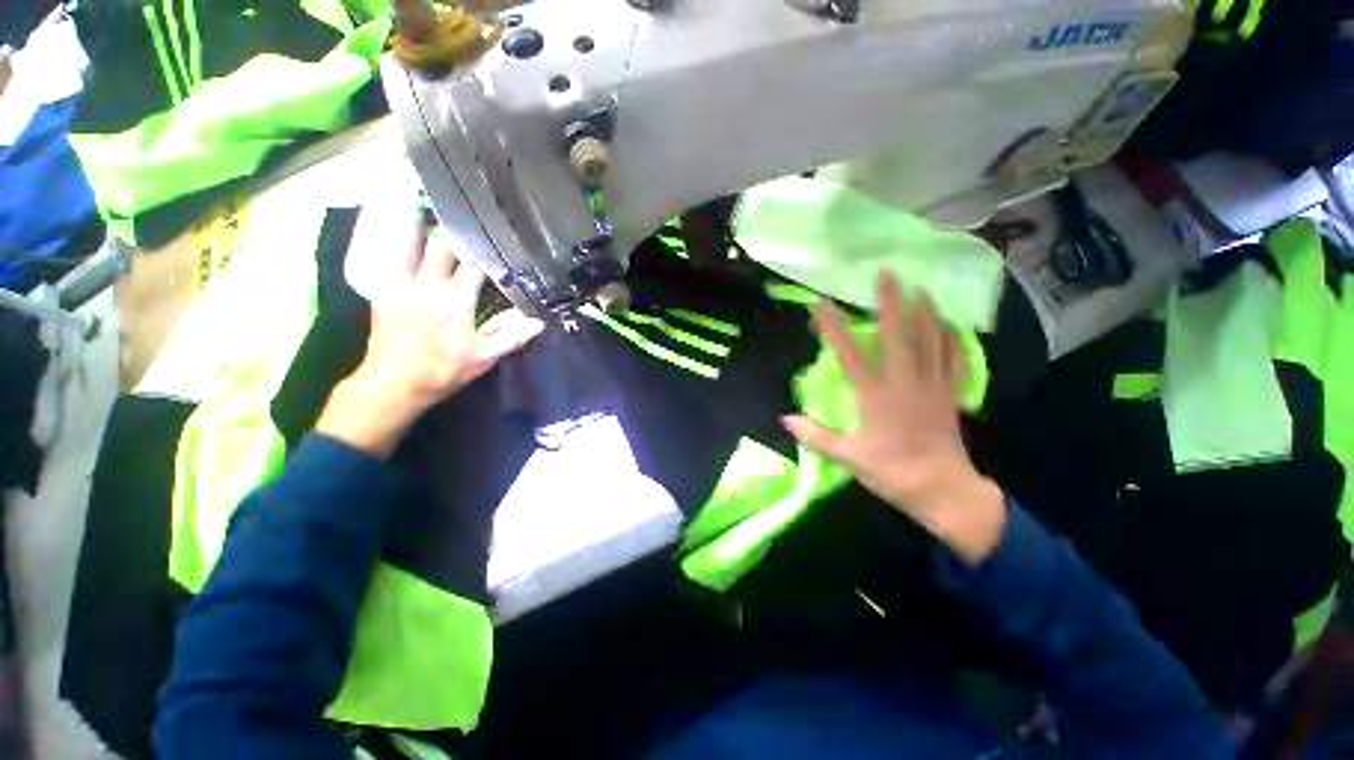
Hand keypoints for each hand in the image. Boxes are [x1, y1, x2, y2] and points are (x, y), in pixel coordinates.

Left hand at [318, 223, 544, 456]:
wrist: (393, 384)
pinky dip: (394, 239)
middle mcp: (428, 285)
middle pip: (443, 247)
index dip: (488, 253)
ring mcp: (401, 284)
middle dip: (455, 231)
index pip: (475, 267)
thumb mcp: (484, 358)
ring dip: (417, 221)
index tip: (499, 240)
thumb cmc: (443, 371)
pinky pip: (388, 257)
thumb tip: (540, 323)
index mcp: (456, 300)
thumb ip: (512, 337)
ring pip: (409, 243)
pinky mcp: (382, 290)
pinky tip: (395, 224)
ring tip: (420, 195)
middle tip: (464, 211)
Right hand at [782, 273, 1005, 563]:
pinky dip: (952, 339)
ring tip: (920, 287)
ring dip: (924, 311)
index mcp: (875, 395)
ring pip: (931, 339)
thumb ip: (814, 435)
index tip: (822, 303)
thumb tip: (785, 419)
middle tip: (886, 273)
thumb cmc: (890, 472)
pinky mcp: (950, 394)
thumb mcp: (846, 456)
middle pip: (899, 334)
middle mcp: (904, 382)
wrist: (942, 490)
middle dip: (891, 301)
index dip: (833, 327)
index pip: (849, 354)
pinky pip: (954, 359)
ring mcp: (932, 385)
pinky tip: (949, 325)